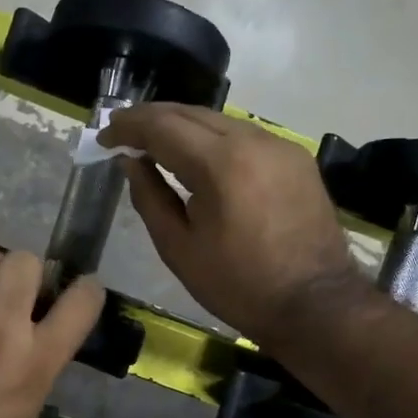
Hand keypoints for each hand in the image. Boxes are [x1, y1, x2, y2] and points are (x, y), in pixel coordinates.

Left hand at [0, 249, 103, 417]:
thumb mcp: (29, 411)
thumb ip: (40, 365)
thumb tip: (41, 333)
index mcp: (37, 361)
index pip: (80, 301)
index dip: (88, 290)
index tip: (82, 291)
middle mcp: (1, 330)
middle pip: (24, 262)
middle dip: (30, 272)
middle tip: (21, 291)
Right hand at [102, 103, 359, 343]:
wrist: (314, 305)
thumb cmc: (238, 286)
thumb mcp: (179, 249)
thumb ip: (150, 198)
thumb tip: (131, 162)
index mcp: (221, 165)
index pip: (163, 126)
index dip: (128, 126)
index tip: (104, 136)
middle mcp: (253, 140)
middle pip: (191, 113)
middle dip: (152, 118)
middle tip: (121, 131)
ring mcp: (280, 145)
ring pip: (219, 120)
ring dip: (182, 125)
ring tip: (153, 142)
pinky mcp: (296, 158)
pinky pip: (244, 136)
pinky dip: (212, 138)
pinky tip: (197, 156)